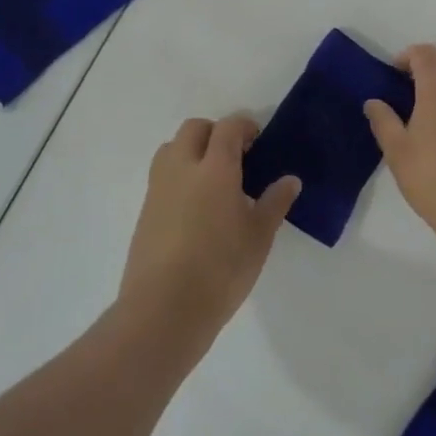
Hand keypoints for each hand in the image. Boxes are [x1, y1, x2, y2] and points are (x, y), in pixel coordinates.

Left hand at [120, 114, 301, 345]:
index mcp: (214, 168)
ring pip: (172, 148)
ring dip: (192, 150)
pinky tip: (195, 208)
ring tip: (213, 180)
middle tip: (237, 158)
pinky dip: (179, 176)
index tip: (258, 140)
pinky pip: (162, 176)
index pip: (227, 128)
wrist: (163, 309)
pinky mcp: (145, 211)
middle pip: (194, 129)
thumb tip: (290, 180)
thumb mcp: (259, 238)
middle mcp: (182, 168)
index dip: (244, 126)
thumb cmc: (221, 270)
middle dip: (215, 133)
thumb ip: (275, 203)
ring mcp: (158, 188)